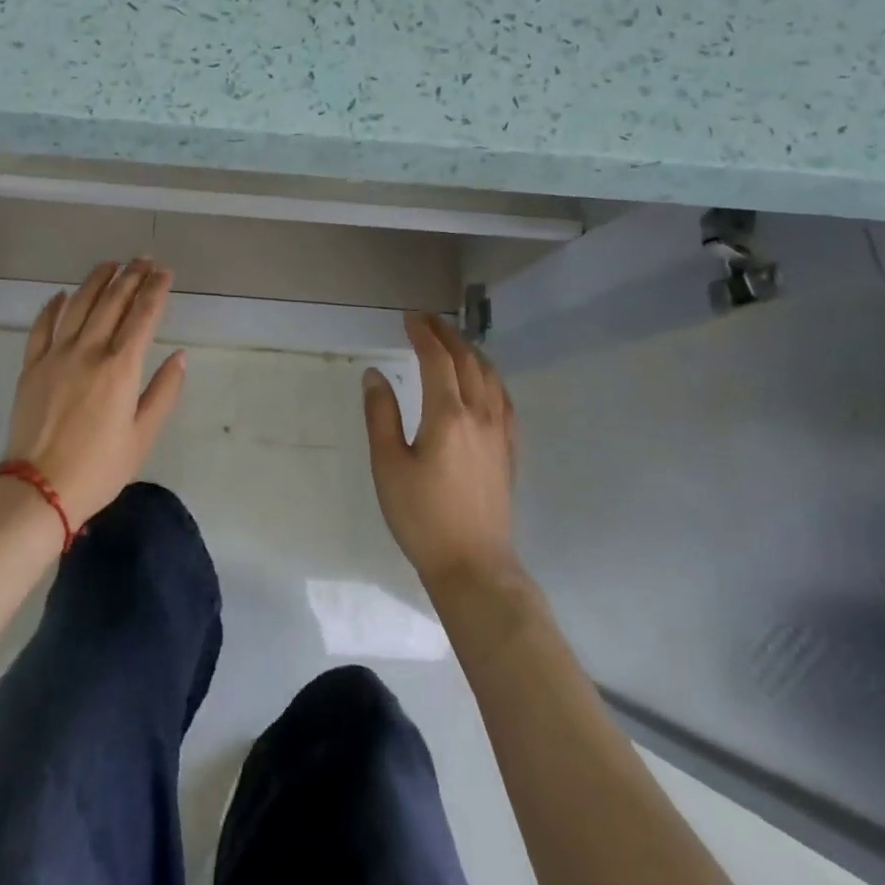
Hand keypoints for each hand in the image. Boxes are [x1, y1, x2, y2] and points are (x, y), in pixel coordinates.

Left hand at [2, 259, 187, 526]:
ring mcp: (56, 355)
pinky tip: (62, 294)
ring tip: (111, 264)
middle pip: (112, 301)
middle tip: (143, 259)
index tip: (165, 272)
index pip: (143, 315)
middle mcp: (89, 350)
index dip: (156, 289)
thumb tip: (179, 356)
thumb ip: (163, 392)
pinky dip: (53, 306)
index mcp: (120, 368)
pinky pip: (42, 326)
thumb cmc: (99, 468)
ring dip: (96, 280)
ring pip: (78, 304)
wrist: (38, 489)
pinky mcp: (31, 366)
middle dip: (131, 276)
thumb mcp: (143, 436)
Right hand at [364, 313, 519, 587]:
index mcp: (448, 416)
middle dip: (447, 335)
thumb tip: (375, 374)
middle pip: (468, 361)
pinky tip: (484, 382)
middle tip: (427, 320)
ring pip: (491, 377)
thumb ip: (381, 415)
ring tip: (454, 341)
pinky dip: (490, 377)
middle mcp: (480, 416)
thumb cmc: (422, 517)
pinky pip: (504, 399)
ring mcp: (500, 433)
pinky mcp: (509, 451)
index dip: (423, 334)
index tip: (409, 318)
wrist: (474, 566)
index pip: (437, 360)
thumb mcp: (388, 466)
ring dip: (471, 351)